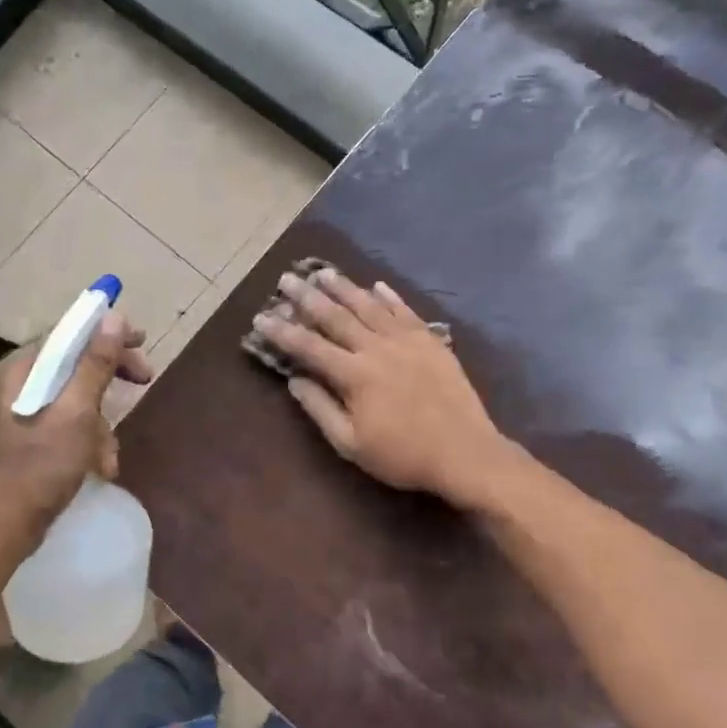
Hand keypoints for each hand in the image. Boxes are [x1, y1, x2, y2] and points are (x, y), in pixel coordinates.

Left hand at [0, 312, 152, 533]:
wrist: (4, 528)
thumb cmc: (39, 466)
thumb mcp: (76, 412)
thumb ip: (95, 364)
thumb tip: (114, 318)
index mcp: (22, 370)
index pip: (69, 333)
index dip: (107, 333)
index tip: (142, 340)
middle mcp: (20, 384)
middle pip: (76, 364)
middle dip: (110, 378)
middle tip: (145, 379)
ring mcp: (25, 413)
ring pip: (78, 399)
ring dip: (102, 423)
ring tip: (108, 455)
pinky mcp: (32, 439)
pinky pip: (70, 424)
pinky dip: (89, 441)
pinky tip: (100, 467)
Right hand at [255, 269, 509, 509]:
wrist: (465, 453)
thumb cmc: (403, 455)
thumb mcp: (351, 444)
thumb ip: (320, 408)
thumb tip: (294, 379)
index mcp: (354, 375)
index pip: (308, 347)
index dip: (282, 331)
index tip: (260, 317)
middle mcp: (377, 348)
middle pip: (335, 316)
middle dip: (307, 296)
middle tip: (287, 278)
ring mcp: (406, 341)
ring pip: (369, 306)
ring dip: (344, 287)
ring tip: (324, 272)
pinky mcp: (431, 341)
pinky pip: (405, 311)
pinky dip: (389, 297)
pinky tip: (376, 285)